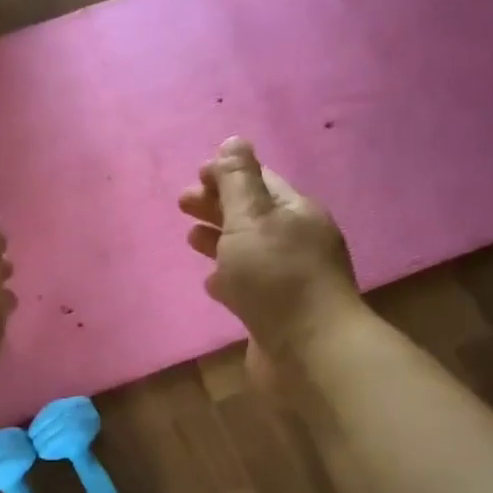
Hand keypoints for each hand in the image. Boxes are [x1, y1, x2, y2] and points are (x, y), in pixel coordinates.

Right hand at [179, 138, 361, 374]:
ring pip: (249, 251)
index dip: (227, 174)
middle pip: (253, 214)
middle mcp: (298, 241)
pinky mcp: (279, 313)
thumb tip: (233, 140)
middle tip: (182, 205)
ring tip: (190, 239)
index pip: (260, 181)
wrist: (311, 352)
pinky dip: (228, 278)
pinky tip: (211, 283)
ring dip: (220, 240)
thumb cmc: (277, 277)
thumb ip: (238, 180)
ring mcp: (290, 279)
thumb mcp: (252, 218)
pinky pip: (250, 286)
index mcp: (296, 212)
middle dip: (217, 206)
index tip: (194, 176)